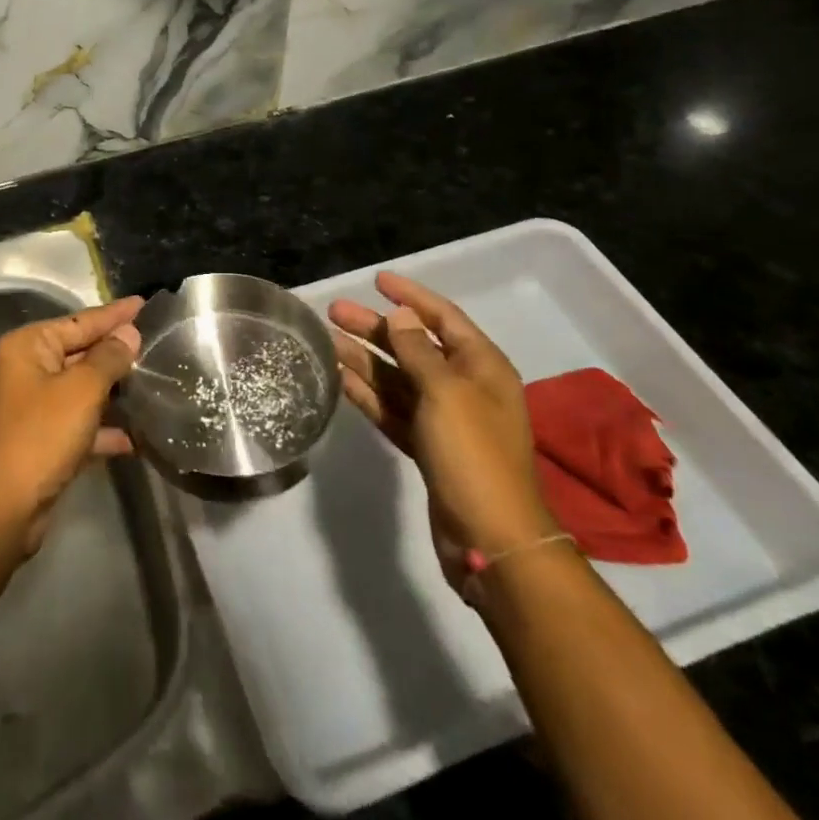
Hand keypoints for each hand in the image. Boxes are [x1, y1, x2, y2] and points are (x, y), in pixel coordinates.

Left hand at [0, 295, 143, 555]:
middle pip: (80, 352)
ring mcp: (35, 406)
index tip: (143, 303)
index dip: (114, 314)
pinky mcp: (44, 440)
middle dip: (115, 351)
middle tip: (155, 341)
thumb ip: (109, 358)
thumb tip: (128, 333)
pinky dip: (104, 428)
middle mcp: (28, 369)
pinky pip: (81, 423)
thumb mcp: (82, 390)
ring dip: (113, 389)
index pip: (80, 321)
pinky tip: (135, 437)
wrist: (4, 508)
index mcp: (29, 346)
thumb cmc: (42, 435)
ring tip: (152, 382)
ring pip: (82, 388)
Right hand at [330, 272, 556, 589]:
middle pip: (414, 346)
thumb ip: (418, 350)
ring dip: (364, 359)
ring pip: (398, 377)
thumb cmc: (473, 454)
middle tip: (335, 312)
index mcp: (481, 367)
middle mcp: (464, 387)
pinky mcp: (427, 447)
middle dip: (376, 328)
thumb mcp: (446, 392)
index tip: (377, 280)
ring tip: (327, 340)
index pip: (443, 317)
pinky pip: (392, 409)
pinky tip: (340, 379)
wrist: (491, 539)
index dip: (411, 296)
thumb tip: (401, 316)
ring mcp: (444, 419)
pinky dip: (368, 394)